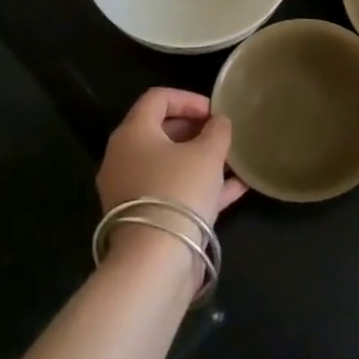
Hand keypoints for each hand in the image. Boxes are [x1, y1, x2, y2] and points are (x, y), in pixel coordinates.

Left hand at [97, 88, 246, 226]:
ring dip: (200, 159)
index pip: (157, 98)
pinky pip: (172, 191)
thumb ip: (217, 130)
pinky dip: (199, 185)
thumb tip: (218, 122)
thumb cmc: (180, 190)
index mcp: (133, 134)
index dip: (189, 99)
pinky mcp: (142, 217)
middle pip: (160, 131)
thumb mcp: (208, 152)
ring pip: (168, 164)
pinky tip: (235, 188)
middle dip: (195, 130)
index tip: (215, 112)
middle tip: (222, 136)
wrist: (155, 260)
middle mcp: (123, 158)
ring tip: (232, 161)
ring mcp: (130, 190)